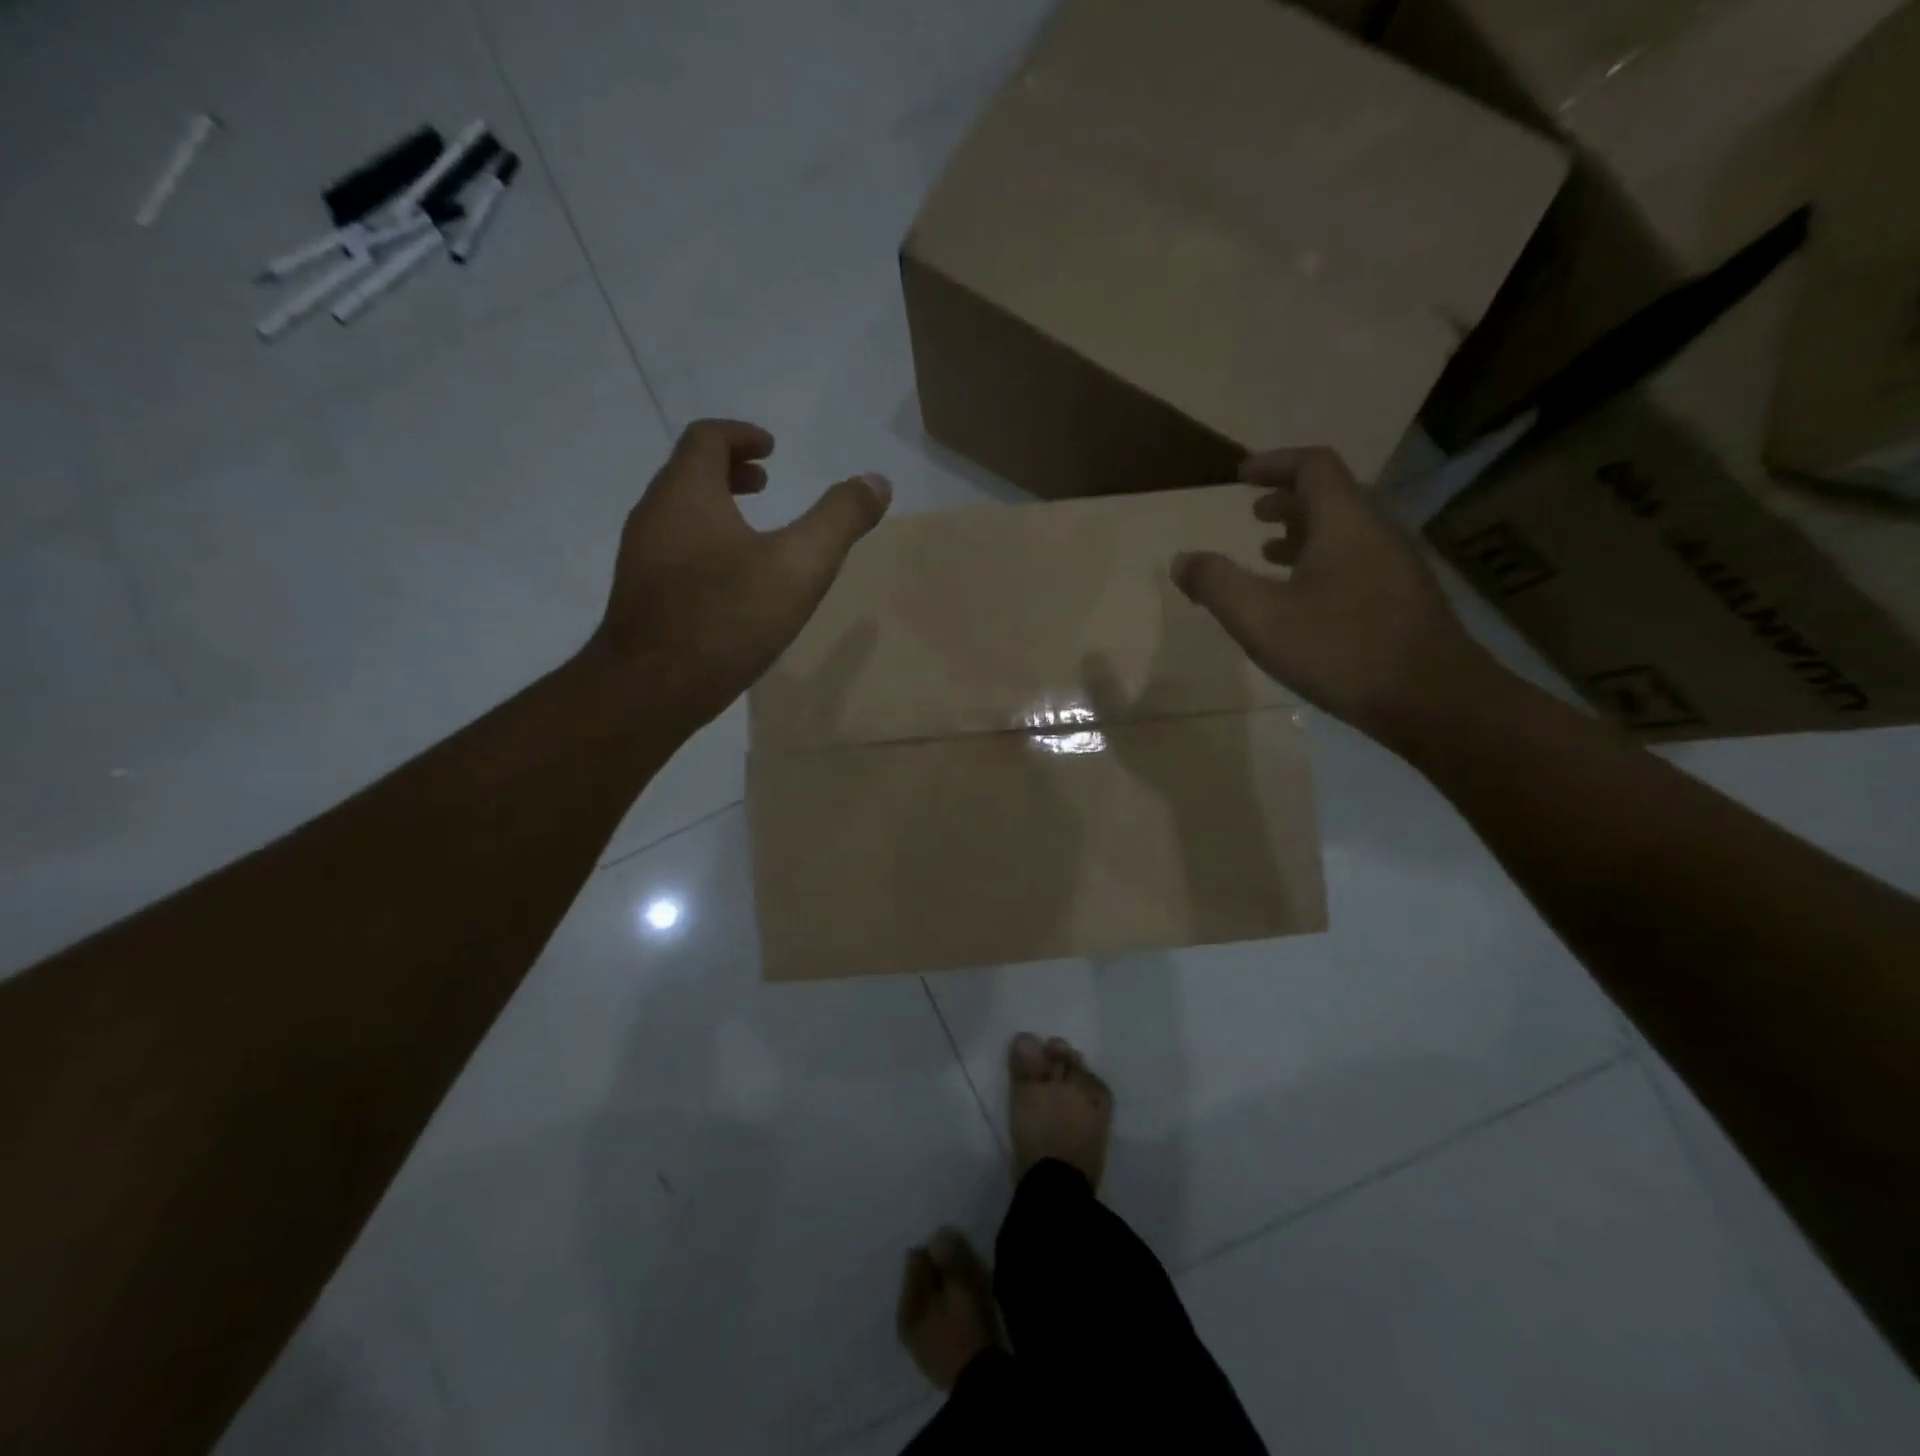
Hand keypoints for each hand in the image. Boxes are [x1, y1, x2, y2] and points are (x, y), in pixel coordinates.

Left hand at [590, 418, 890, 729]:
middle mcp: (654, 514)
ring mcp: (640, 556)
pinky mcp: (639, 594)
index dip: (742, 435)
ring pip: (678, 513)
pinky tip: (730, 583)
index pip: (707, 437)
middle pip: (688, 472)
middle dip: (729, 470)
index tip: (772, 450)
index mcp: (686, 493)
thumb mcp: (799, 567)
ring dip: (715, 507)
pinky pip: (672, 548)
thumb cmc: (727, 618)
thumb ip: (839, 519)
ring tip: (753, 532)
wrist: (650, 690)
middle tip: (765, 483)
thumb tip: (876, 480)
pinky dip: (703, 541)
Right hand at [1172, 447, 1495, 743]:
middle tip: (1253, 514)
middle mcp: (1377, 530)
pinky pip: (1358, 558)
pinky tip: (1304, 599)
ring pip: (1346, 530)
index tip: (1241, 476)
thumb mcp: (1261, 618)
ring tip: (1269, 555)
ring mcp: (1397, 564)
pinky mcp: (1404, 596)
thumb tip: (1182, 560)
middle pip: (1332, 495)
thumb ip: (1217, 584)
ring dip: (1305, 533)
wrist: (1432, 698)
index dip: (1274, 464)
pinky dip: (1323, 560)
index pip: (1312, 466)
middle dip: (1287, 500)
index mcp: (1345, 521)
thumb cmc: (1341, 650)